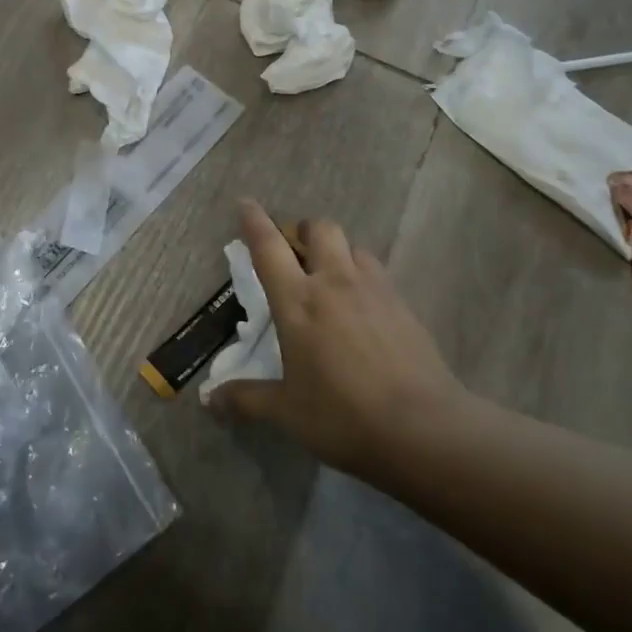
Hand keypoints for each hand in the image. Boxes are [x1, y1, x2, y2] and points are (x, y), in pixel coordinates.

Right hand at [209, 200, 473, 484]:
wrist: (423, 427)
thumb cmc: (342, 415)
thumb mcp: (287, 412)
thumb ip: (247, 400)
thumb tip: (209, 401)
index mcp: (298, 301)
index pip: (269, 248)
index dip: (255, 222)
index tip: (246, 203)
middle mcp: (335, 283)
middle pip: (320, 230)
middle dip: (304, 230)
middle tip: (296, 250)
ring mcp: (375, 290)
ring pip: (354, 247)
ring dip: (338, 251)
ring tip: (332, 276)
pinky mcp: (404, 305)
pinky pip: (379, 273)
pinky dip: (364, 277)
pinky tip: (364, 307)